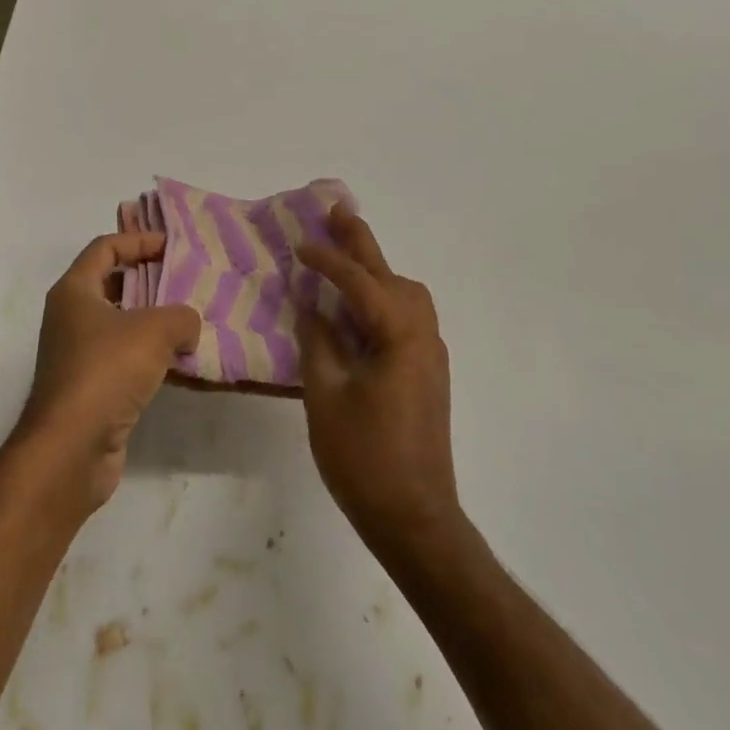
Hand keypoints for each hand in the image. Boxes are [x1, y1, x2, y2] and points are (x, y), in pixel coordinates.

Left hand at [15, 231, 200, 511]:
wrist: (71, 448)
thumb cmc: (107, 371)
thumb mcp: (155, 330)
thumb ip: (181, 316)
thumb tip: (187, 327)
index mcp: (74, 291)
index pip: (105, 248)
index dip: (138, 241)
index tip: (172, 247)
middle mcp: (70, 318)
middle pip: (112, 284)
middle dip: (149, 279)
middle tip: (186, 280)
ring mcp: (77, 355)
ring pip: (120, 324)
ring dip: (152, 320)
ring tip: (190, 320)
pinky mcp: (90, 389)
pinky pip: (123, 358)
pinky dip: (149, 355)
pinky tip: (179, 362)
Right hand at [296, 206, 461, 565]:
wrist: (415, 517)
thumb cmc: (364, 457)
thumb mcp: (326, 396)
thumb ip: (318, 342)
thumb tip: (312, 307)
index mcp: (398, 333)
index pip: (358, 281)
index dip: (328, 259)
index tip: (300, 244)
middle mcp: (421, 333)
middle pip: (390, 275)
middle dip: (361, 243)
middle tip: (336, 211)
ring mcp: (429, 353)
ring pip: (404, 294)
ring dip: (375, 270)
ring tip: (344, 255)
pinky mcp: (427, 372)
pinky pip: (405, 317)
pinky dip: (382, 298)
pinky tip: (358, 307)